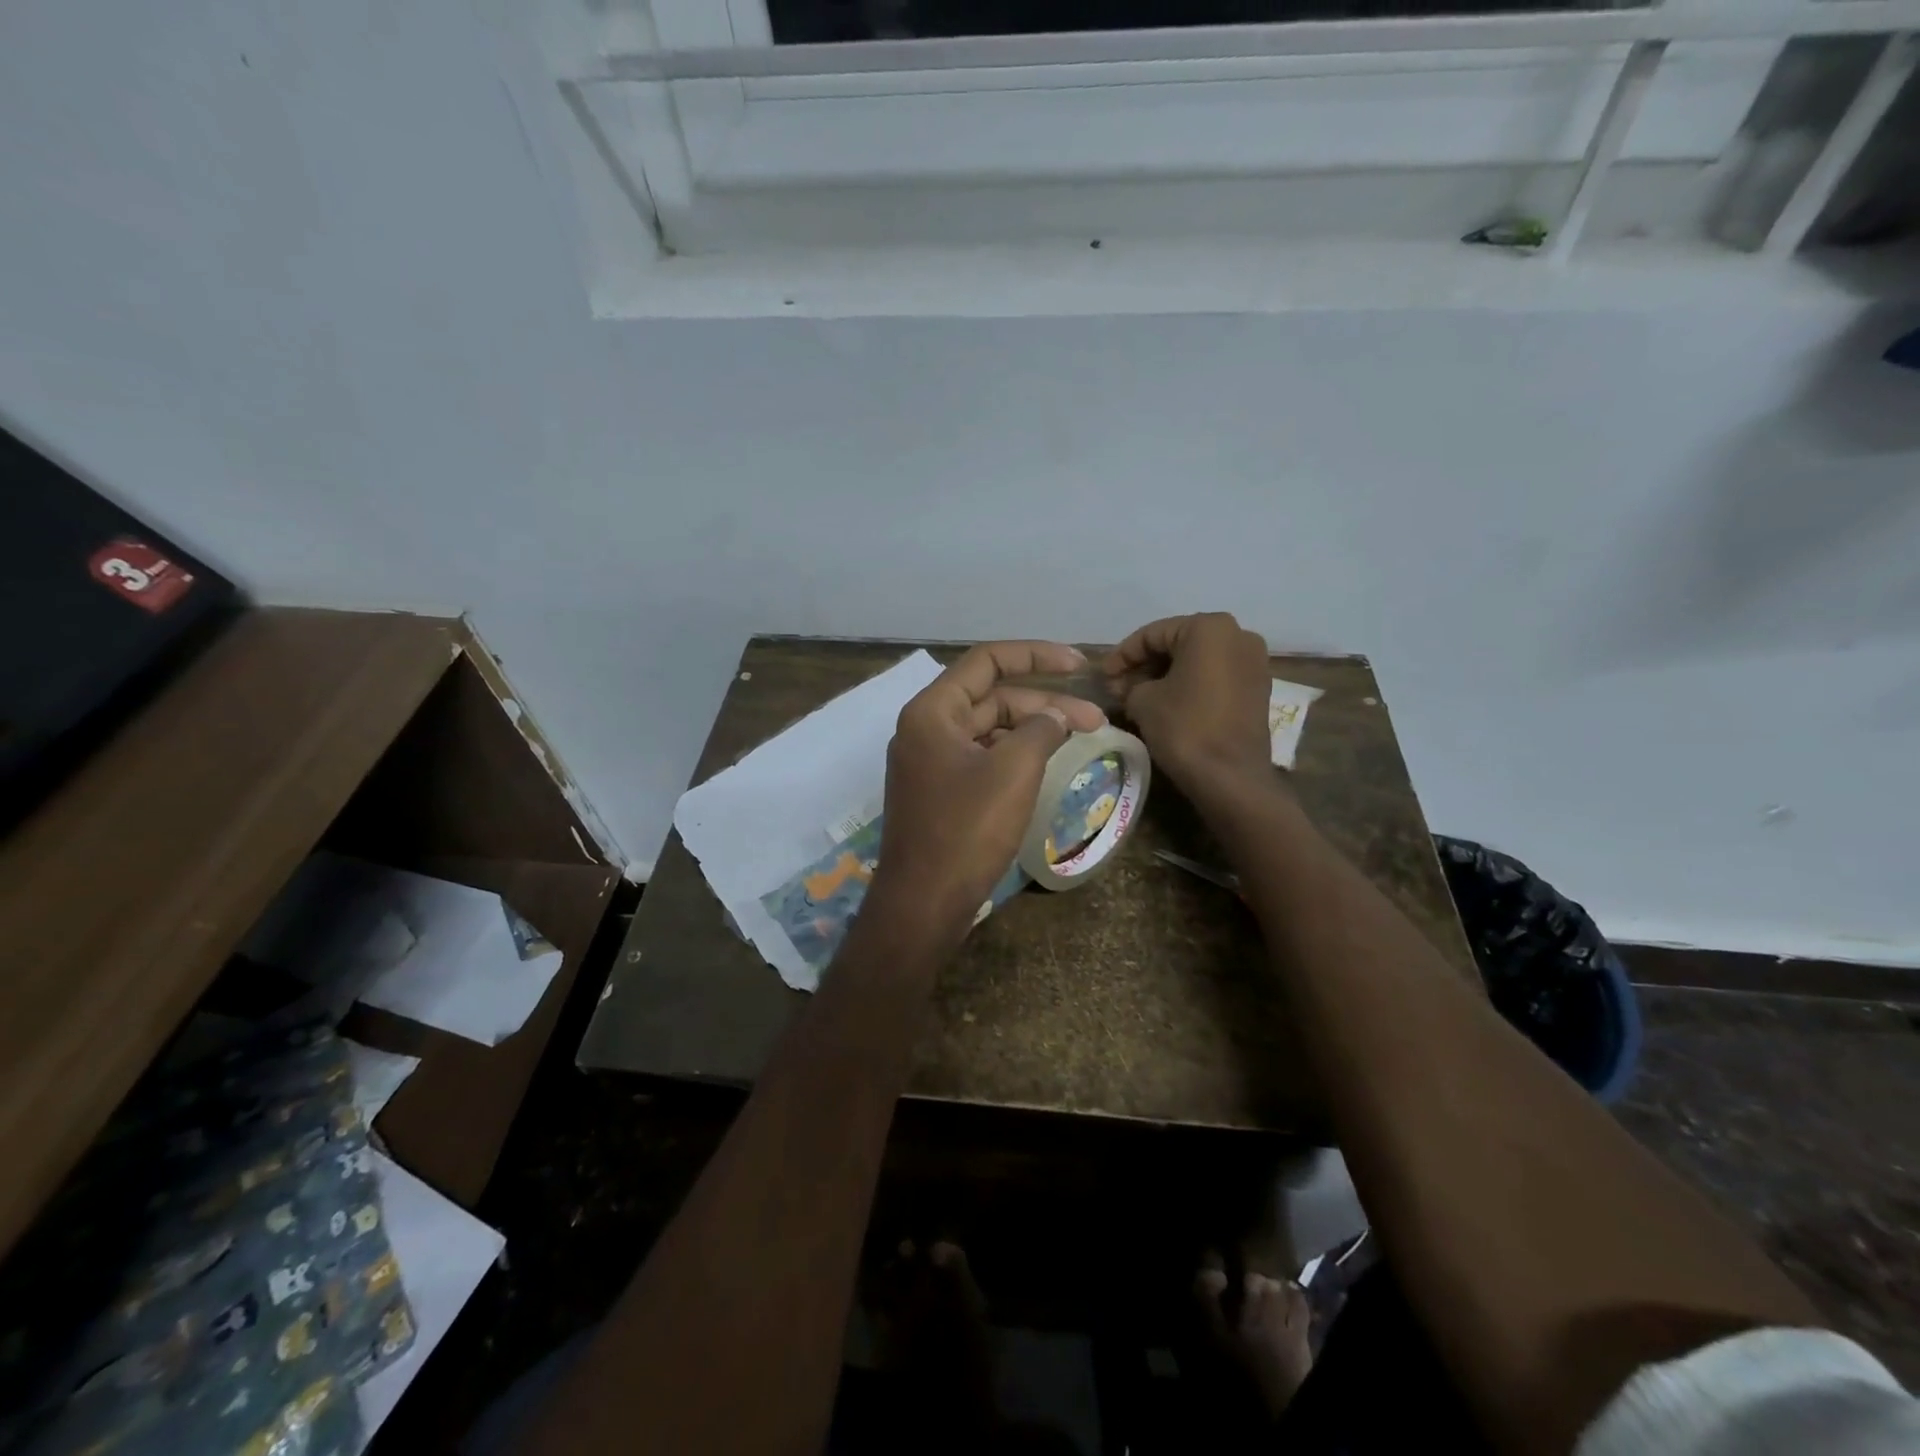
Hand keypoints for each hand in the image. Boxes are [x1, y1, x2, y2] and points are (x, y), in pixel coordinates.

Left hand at [871, 642, 1105, 936]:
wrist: (923, 903)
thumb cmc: (966, 830)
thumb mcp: (1013, 771)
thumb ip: (1041, 729)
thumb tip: (1055, 716)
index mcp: (933, 711)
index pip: (987, 661)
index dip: (1037, 655)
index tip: (1080, 666)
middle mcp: (926, 729)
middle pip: (992, 698)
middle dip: (1045, 703)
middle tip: (1095, 721)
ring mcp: (930, 762)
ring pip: (989, 730)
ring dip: (1033, 731)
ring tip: (1080, 740)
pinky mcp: (939, 792)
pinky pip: (982, 758)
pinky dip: (1014, 756)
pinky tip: (1046, 765)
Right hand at [1104, 613, 1271, 789]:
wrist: (1230, 777)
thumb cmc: (1184, 727)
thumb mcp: (1142, 701)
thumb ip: (1130, 684)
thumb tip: (1127, 686)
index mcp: (1209, 628)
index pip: (1152, 634)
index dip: (1122, 655)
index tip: (1102, 675)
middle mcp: (1238, 634)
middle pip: (1178, 644)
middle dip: (1145, 665)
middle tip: (1118, 687)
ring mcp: (1253, 662)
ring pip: (1197, 660)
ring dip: (1166, 675)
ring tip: (1137, 697)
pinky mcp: (1258, 688)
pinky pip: (1215, 676)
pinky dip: (1189, 685)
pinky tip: (1166, 703)